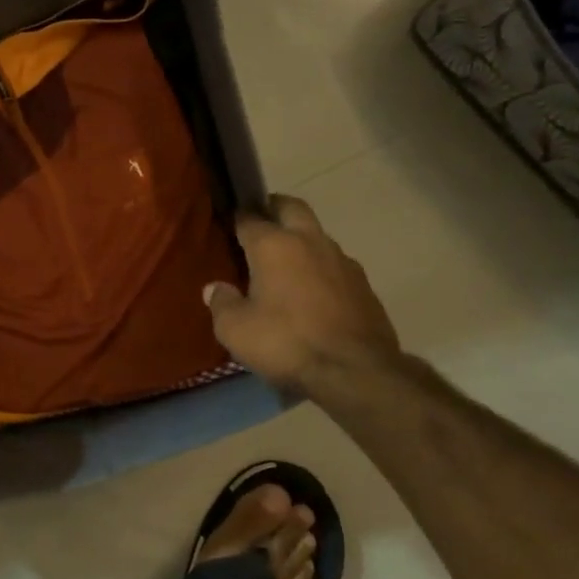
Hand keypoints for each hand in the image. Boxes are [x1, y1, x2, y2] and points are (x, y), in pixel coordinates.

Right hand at [205, 195, 401, 396]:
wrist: (355, 370)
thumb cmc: (285, 342)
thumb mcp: (235, 329)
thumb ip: (222, 303)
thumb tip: (215, 288)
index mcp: (274, 246)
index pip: (249, 218)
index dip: (236, 218)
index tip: (227, 224)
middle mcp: (310, 242)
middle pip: (291, 208)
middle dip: (274, 208)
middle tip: (259, 224)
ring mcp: (342, 261)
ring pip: (317, 236)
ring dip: (300, 241)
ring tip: (285, 266)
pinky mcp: (363, 284)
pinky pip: (335, 265)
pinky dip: (320, 270)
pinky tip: (312, 294)